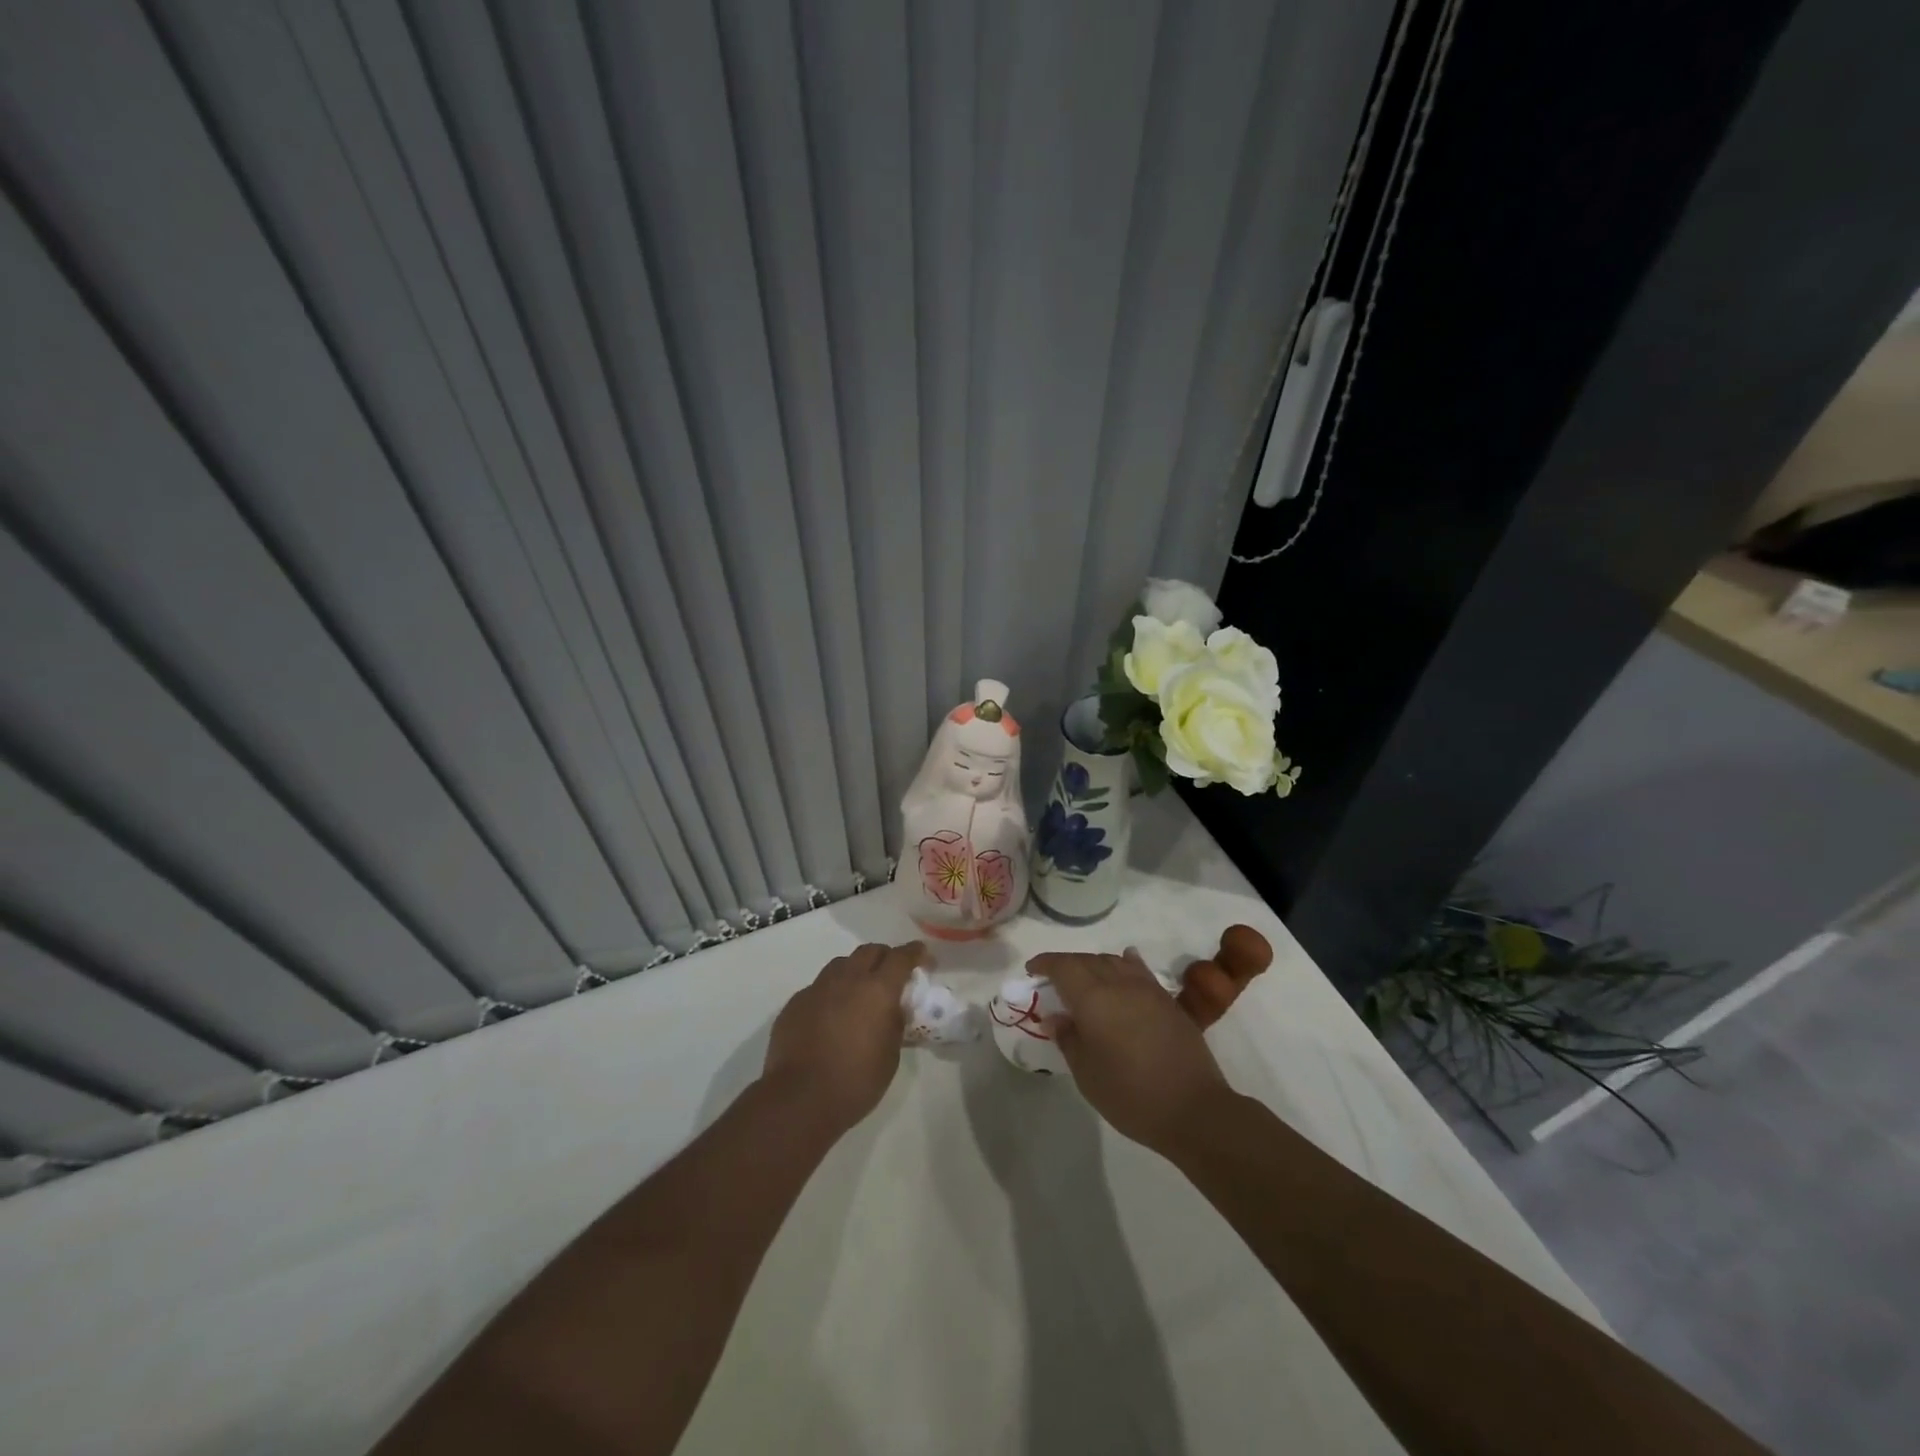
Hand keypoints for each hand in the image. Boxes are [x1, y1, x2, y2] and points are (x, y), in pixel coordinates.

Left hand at [762, 942, 925, 1131]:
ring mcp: (818, 988)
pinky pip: (819, 987)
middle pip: (870, 951)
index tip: (923, 957)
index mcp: (878, 990)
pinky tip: (831, 1015)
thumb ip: (895, 1023)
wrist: (800, 1099)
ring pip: (842, 964)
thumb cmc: (856, 1081)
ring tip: (860, 992)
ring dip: (856, 970)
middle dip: (885, 957)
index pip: (901, 957)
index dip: (915, 953)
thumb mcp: (890, 1055)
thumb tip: (893, 1010)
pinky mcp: (796, 1003)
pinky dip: (831, 993)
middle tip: (892, 974)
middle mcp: (848, 979)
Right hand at [1027, 949, 1232, 1153]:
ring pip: (1113, 962)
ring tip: (1084, 979)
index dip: (1045, 963)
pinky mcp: (1168, 1001)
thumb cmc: (1131, 1095)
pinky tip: (1124, 965)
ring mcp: (1147, 990)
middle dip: (1066, 964)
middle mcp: (1119, 984)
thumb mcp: (1087, 1074)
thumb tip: (1056, 1017)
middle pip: (1087, 960)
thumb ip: (1068, 1039)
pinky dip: (1124, 964)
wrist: (1194, 1109)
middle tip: (1053, 980)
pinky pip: (1139, 971)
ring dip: (1093, 964)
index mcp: (1093, 998)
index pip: (1063, 967)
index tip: (1032, 970)